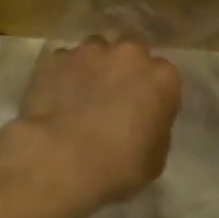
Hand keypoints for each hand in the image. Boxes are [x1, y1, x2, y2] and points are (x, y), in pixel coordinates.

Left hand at [15, 39, 182, 205]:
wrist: (62, 158)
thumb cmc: (119, 166)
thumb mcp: (155, 158)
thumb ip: (155, 128)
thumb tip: (143, 121)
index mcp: (162, 78)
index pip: (165, 76)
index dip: (153, 93)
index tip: (144, 111)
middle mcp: (129, 54)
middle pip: (130, 53)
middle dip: (124, 69)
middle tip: (112, 97)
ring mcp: (90, 51)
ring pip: (95, 51)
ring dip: (93, 67)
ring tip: (79, 95)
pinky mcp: (56, 57)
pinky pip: (64, 62)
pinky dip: (62, 75)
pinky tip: (54, 97)